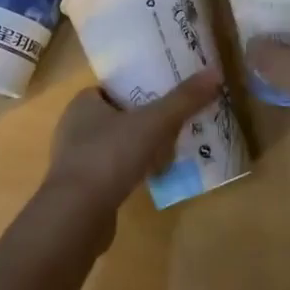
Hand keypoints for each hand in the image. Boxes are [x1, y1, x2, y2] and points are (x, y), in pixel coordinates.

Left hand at [41, 69, 224, 227]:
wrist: (76, 216)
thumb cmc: (109, 156)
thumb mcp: (153, 123)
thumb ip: (183, 100)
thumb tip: (214, 73)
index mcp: (83, 103)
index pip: (115, 88)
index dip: (141, 89)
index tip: (167, 95)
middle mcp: (74, 127)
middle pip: (119, 116)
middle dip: (146, 121)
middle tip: (176, 124)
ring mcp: (75, 160)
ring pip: (116, 145)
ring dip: (140, 148)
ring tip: (170, 150)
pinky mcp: (81, 189)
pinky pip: (112, 171)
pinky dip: (131, 171)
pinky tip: (151, 178)